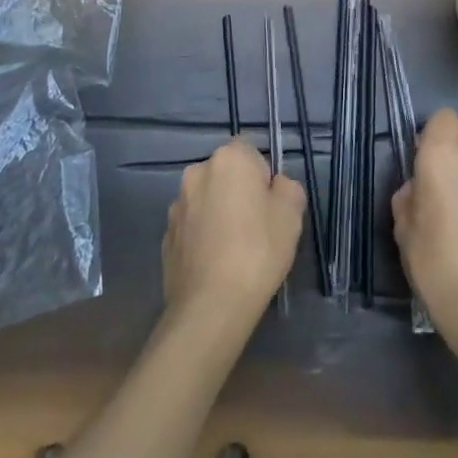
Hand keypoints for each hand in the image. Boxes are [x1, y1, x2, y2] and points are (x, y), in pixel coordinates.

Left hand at [162, 138, 304, 326]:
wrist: (211, 306)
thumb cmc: (257, 251)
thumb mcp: (292, 214)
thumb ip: (287, 188)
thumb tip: (275, 187)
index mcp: (229, 158)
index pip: (251, 150)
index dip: (263, 175)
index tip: (270, 204)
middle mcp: (197, 172)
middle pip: (226, 174)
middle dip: (239, 192)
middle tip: (257, 227)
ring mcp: (177, 205)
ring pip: (207, 200)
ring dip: (219, 213)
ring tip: (234, 250)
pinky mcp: (165, 235)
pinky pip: (193, 226)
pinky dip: (203, 236)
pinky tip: (216, 264)